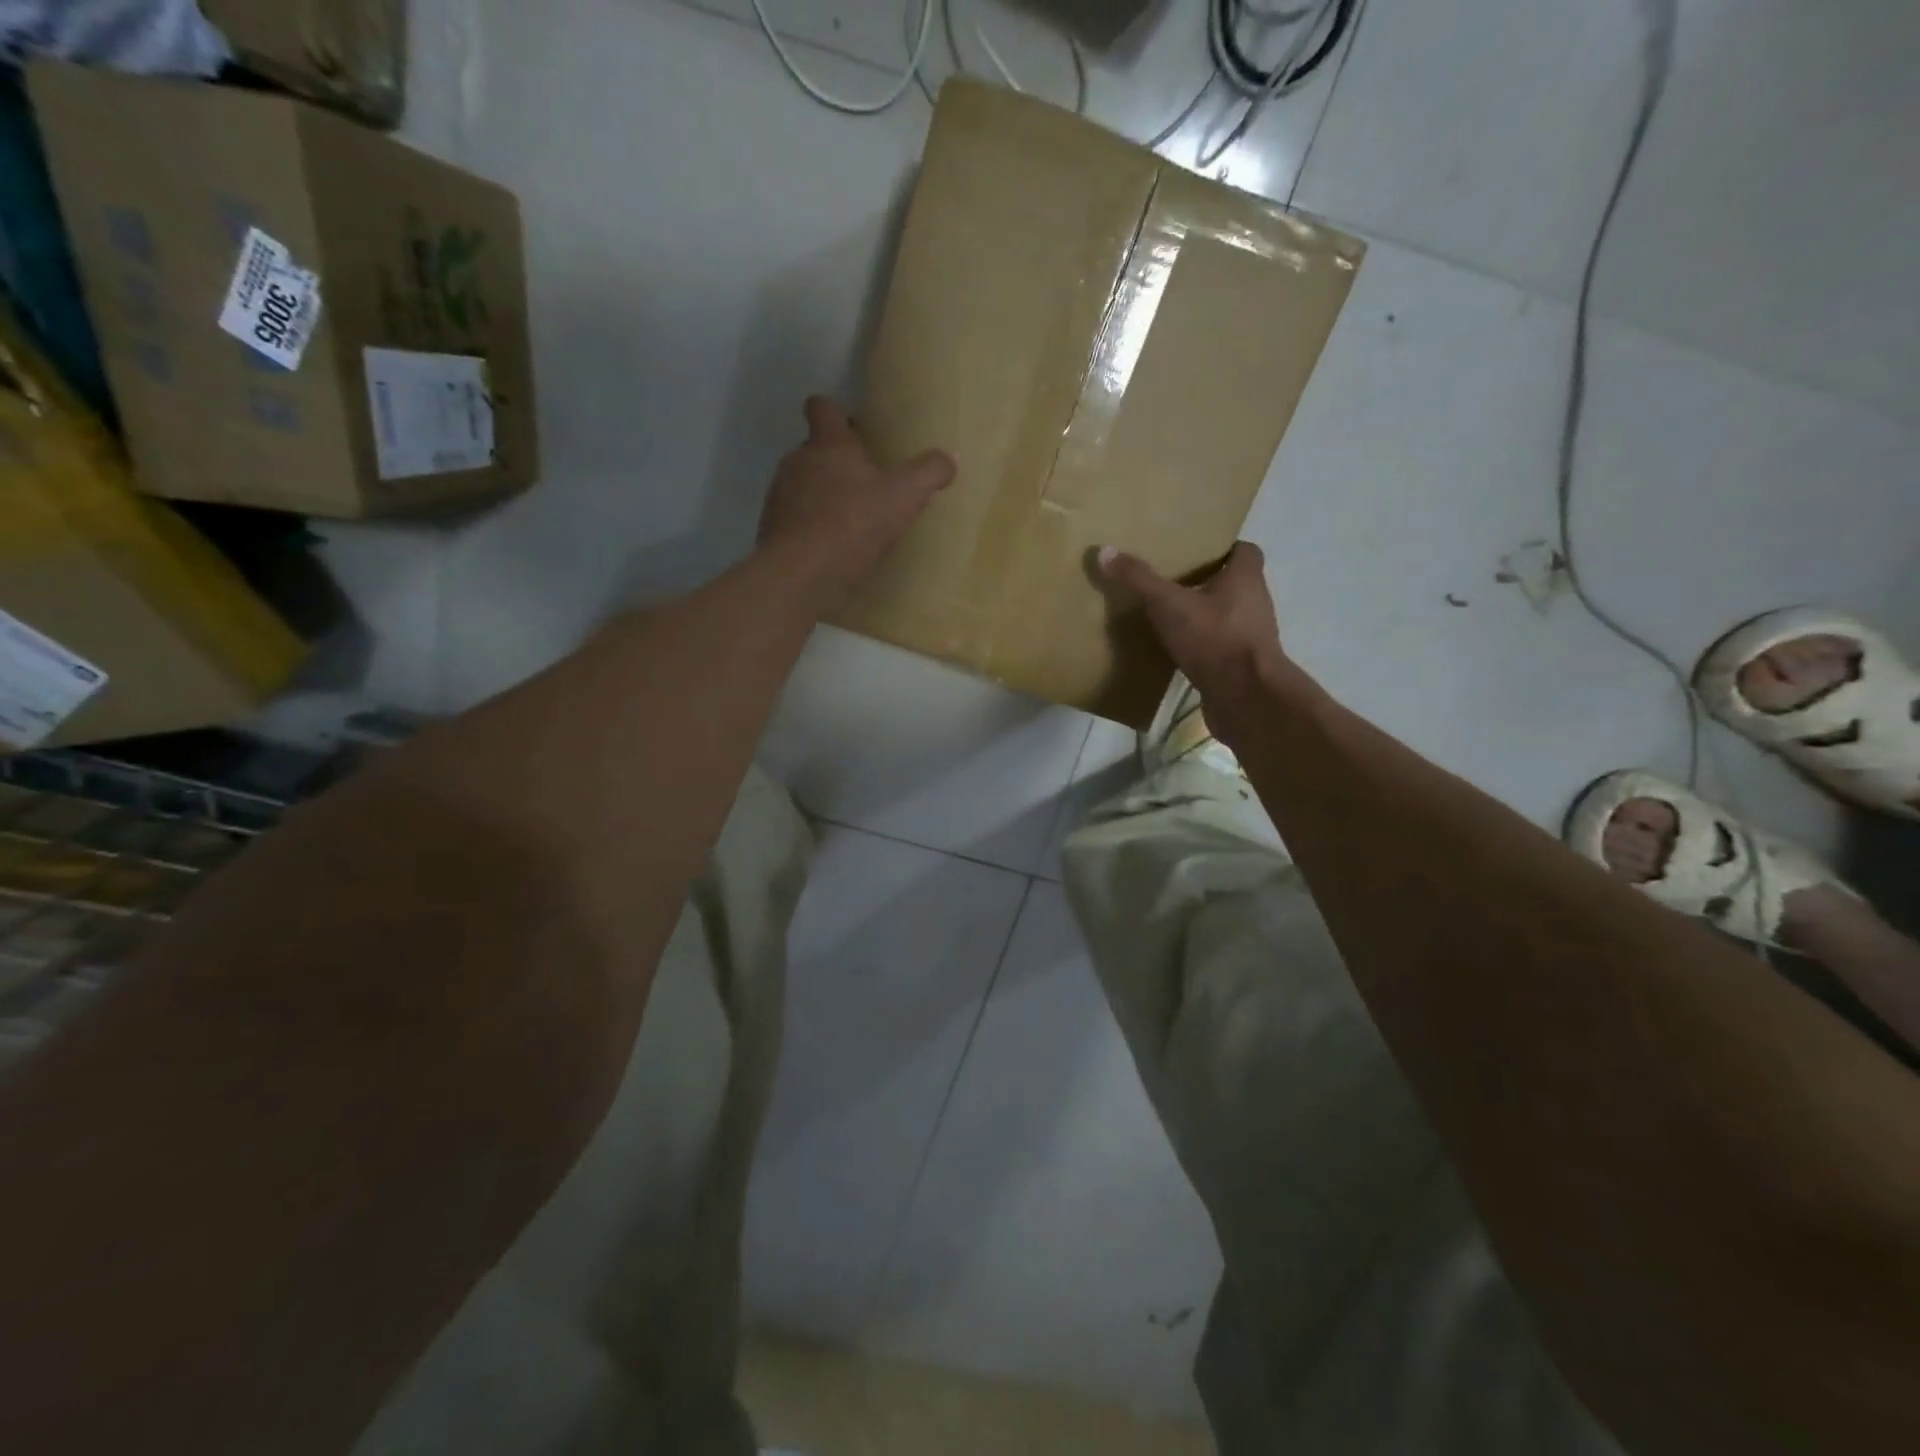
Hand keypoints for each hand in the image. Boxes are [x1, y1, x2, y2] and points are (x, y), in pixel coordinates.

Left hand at [758, 397, 955, 607]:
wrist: (800, 575)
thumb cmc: (852, 525)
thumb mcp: (903, 498)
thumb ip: (927, 474)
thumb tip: (948, 460)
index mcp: (828, 445)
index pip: (823, 407)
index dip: (837, 412)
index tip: (853, 426)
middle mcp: (797, 462)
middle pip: (815, 450)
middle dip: (837, 462)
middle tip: (865, 484)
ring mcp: (779, 496)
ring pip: (803, 485)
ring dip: (822, 496)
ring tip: (850, 522)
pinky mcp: (772, 530)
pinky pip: (795, 520)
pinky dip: (811, 528)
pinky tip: (831, 550)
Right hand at [1097, 542, 1296, 736]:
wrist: (1245, 697)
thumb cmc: (1214, 639)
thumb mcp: (1169, 605)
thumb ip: (1139, 579)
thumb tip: (1105, 551)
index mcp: (1246, 578)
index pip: (1244, 551)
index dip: (1222, 548)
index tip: (1194, 551)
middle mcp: (1255, 602)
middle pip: (1233, 583)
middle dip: (1206, 581)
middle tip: (1172, 580)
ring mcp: (1250, 636)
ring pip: (1226, 615)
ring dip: (1203, 614)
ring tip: (1168, 614)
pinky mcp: (1241, 665)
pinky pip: (1219, 646)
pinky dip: (1201, 645)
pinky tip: (1175, 649)